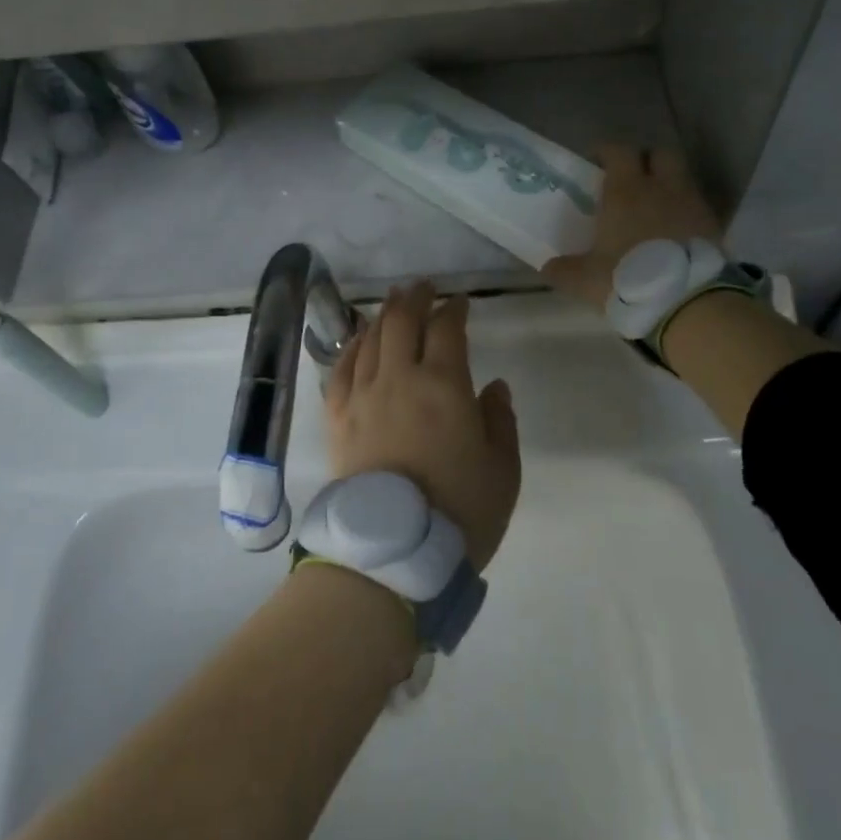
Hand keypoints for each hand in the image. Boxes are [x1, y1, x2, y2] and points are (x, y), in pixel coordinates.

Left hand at [324, 282, 521, 569]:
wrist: (392, 552)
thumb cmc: (458, 512)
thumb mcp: (502, 470)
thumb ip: (500, 421)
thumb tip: (494, 386)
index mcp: (444, 385)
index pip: (447, 329)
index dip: (454, 310)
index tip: (460, 302)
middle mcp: (399, 378)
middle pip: (403, 321)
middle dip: (415, 298)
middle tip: (423, 287)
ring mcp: (363, 395)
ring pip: (371, 338)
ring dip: (385, 314)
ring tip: (394, 302)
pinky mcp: (338, 416)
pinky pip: (342, 368)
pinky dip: (353, 346)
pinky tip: (359, 339)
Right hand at [542, 144, 723, 308]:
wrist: (688, 304)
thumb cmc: (628, 279)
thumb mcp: (584, 279)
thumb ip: (563, 270)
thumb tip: (547, 268)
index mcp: (626, 191)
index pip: (618, 151)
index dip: (606, 152)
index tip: (596, 164)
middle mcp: (662, 188)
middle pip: (660, 154)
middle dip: (646, 161)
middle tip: (631, 180)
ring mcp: (692, 205)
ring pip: (682, 179)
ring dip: (668, 187)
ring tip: (654, 210)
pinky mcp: (714, 227)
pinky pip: (697, 208)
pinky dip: (685, 213)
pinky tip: (673, 235)